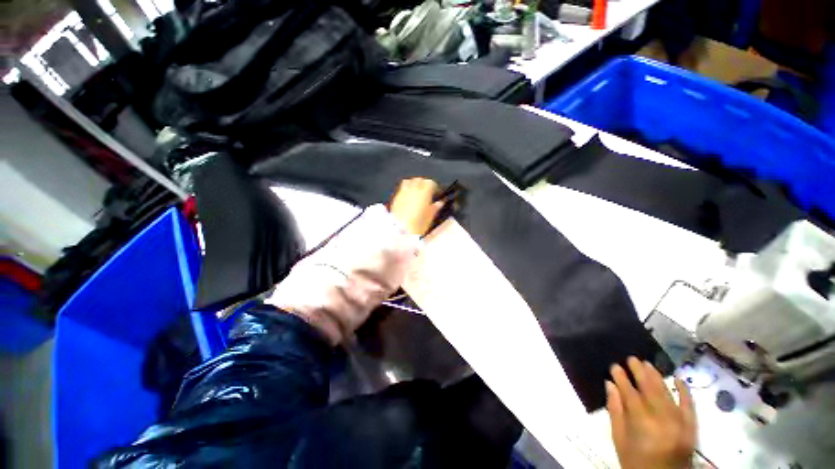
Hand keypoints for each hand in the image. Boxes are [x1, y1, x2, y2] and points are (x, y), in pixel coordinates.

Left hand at [389, 178, 443, 235]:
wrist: (400, 231)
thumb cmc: (418, 224)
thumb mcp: (430, 217)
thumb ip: (435, 207)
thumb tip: (440, 203)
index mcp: (424, 192)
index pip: (431, 183)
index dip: (434, 187)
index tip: (436, 193)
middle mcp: (413, 189)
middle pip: (419, 180)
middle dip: (424, 184)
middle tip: (427, 192)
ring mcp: (403, 192)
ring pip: (409, 182)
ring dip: (414, 184)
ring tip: (417, 192)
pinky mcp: (395, 198)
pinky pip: (402, 189)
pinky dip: (406, 190)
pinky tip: (408, 198)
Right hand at [607, 357, 696, 468]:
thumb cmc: (636, 462)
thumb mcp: (619, 440)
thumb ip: (615, 412)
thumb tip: (610, 385)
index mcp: (643, 424)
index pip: (631, 394)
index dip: (622, 379)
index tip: (614, 366)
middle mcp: (663, 420)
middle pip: (650, 390)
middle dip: (639, 372)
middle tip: (631, 358)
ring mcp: (680, 423)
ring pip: (667, 394)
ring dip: (657, 377)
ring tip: (647, 364)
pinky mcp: (692, 427)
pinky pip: (689, 405)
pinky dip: (685, 391)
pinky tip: (678, 378)